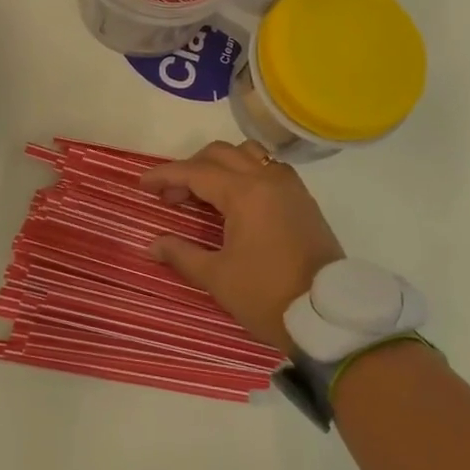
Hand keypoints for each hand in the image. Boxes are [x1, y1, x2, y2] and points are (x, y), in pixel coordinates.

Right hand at [138, 140, 345, 352]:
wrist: (327, 316)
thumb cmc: (267, 295)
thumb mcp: (217, 278)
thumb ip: (182, 254)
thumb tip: (152, 245)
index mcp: (245, 192)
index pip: (196, 172)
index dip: (165, 176)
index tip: (143, 185)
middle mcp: (268, 178)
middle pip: (221, 154)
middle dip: (191, 169)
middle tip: (172, 197)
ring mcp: (289, 186)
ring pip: (248, 154)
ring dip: (221, 165)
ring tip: (205, 193)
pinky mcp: (303, 199)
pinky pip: (269, 168)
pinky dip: (246, 172)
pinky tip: (237, 199)